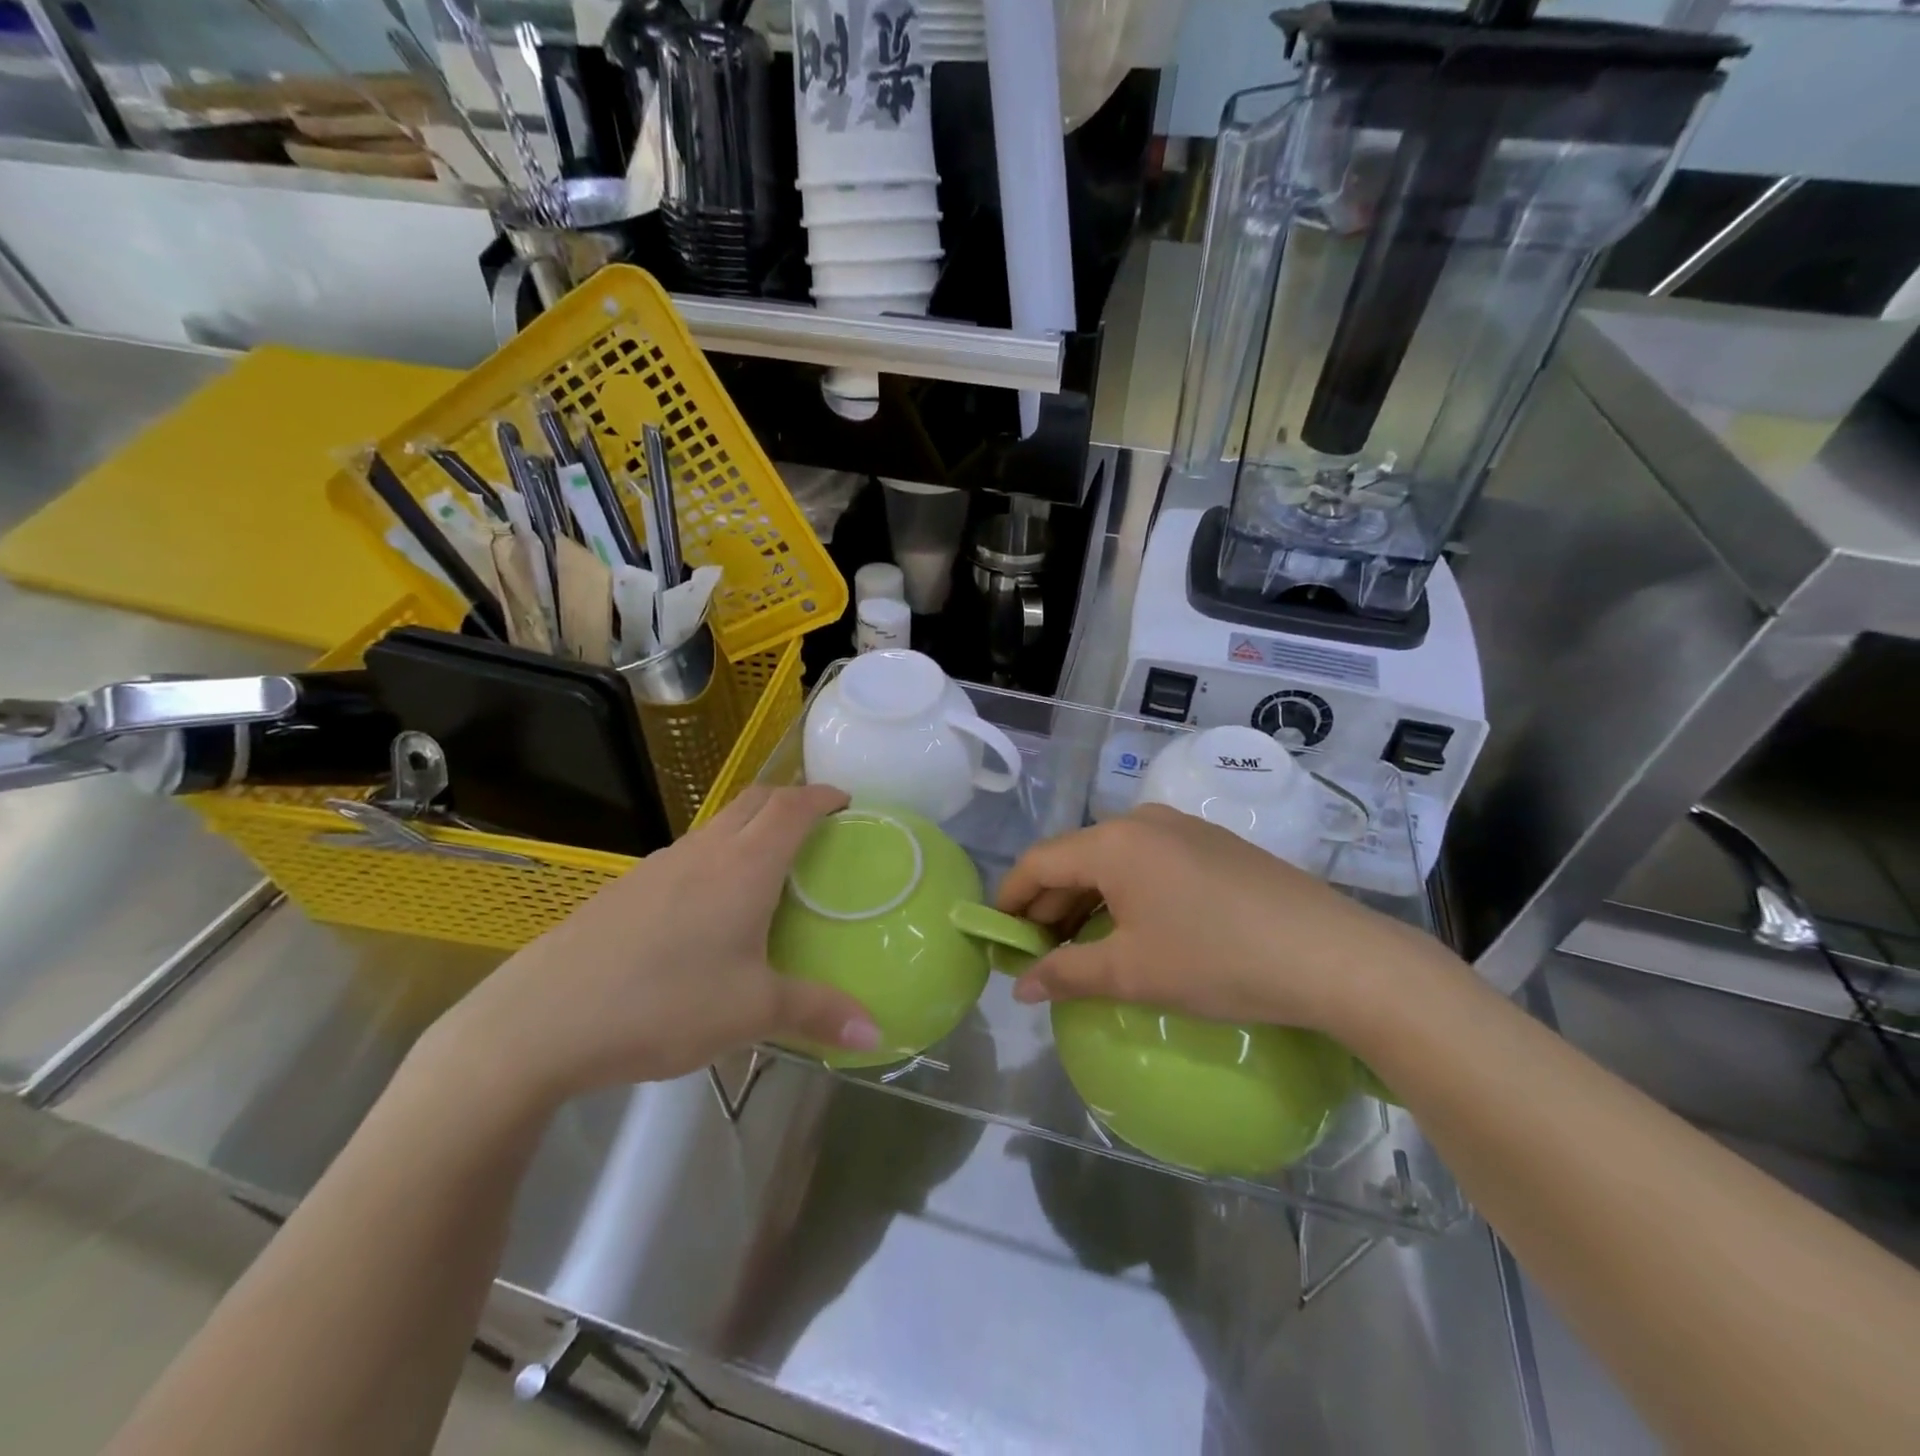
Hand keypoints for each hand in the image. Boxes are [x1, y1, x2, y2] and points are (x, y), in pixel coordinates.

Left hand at [428, 785, 879, 1107]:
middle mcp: (704, 851)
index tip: (847, 800)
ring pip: (718, 824)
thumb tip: (876, 1034)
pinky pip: (688, 853)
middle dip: (790, 799)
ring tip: (769, 865)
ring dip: (751, 826)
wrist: (541, 1020)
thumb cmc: (664, 1003)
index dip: (822, 795)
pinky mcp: (627, 887)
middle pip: (754, 800)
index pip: (792, 807)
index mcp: (745, 866)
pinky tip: (709, 907)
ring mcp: (659, 865)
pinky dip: (717, 855)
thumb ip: (818, 1013)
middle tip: (816, 825)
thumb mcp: (752, 1012)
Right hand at [995, 803, 1455, 1037]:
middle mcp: (1142, 820)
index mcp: (1113, 843)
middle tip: (1038, 953)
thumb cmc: (1218, 961)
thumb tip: (1021, 985)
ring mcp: (1182, 827)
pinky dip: (1125, 892)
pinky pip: (1148, 861)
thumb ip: (1067, 973)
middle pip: (1074, 858)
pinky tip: (1135, 929)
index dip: (1011, 899)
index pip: (1039, 862)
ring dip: (1087, 900)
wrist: (1333, 955)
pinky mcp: (1213, 844)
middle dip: (1049, 904)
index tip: (998, 937)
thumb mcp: (1133, 973)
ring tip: (1083, 946)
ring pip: (1112, 860)